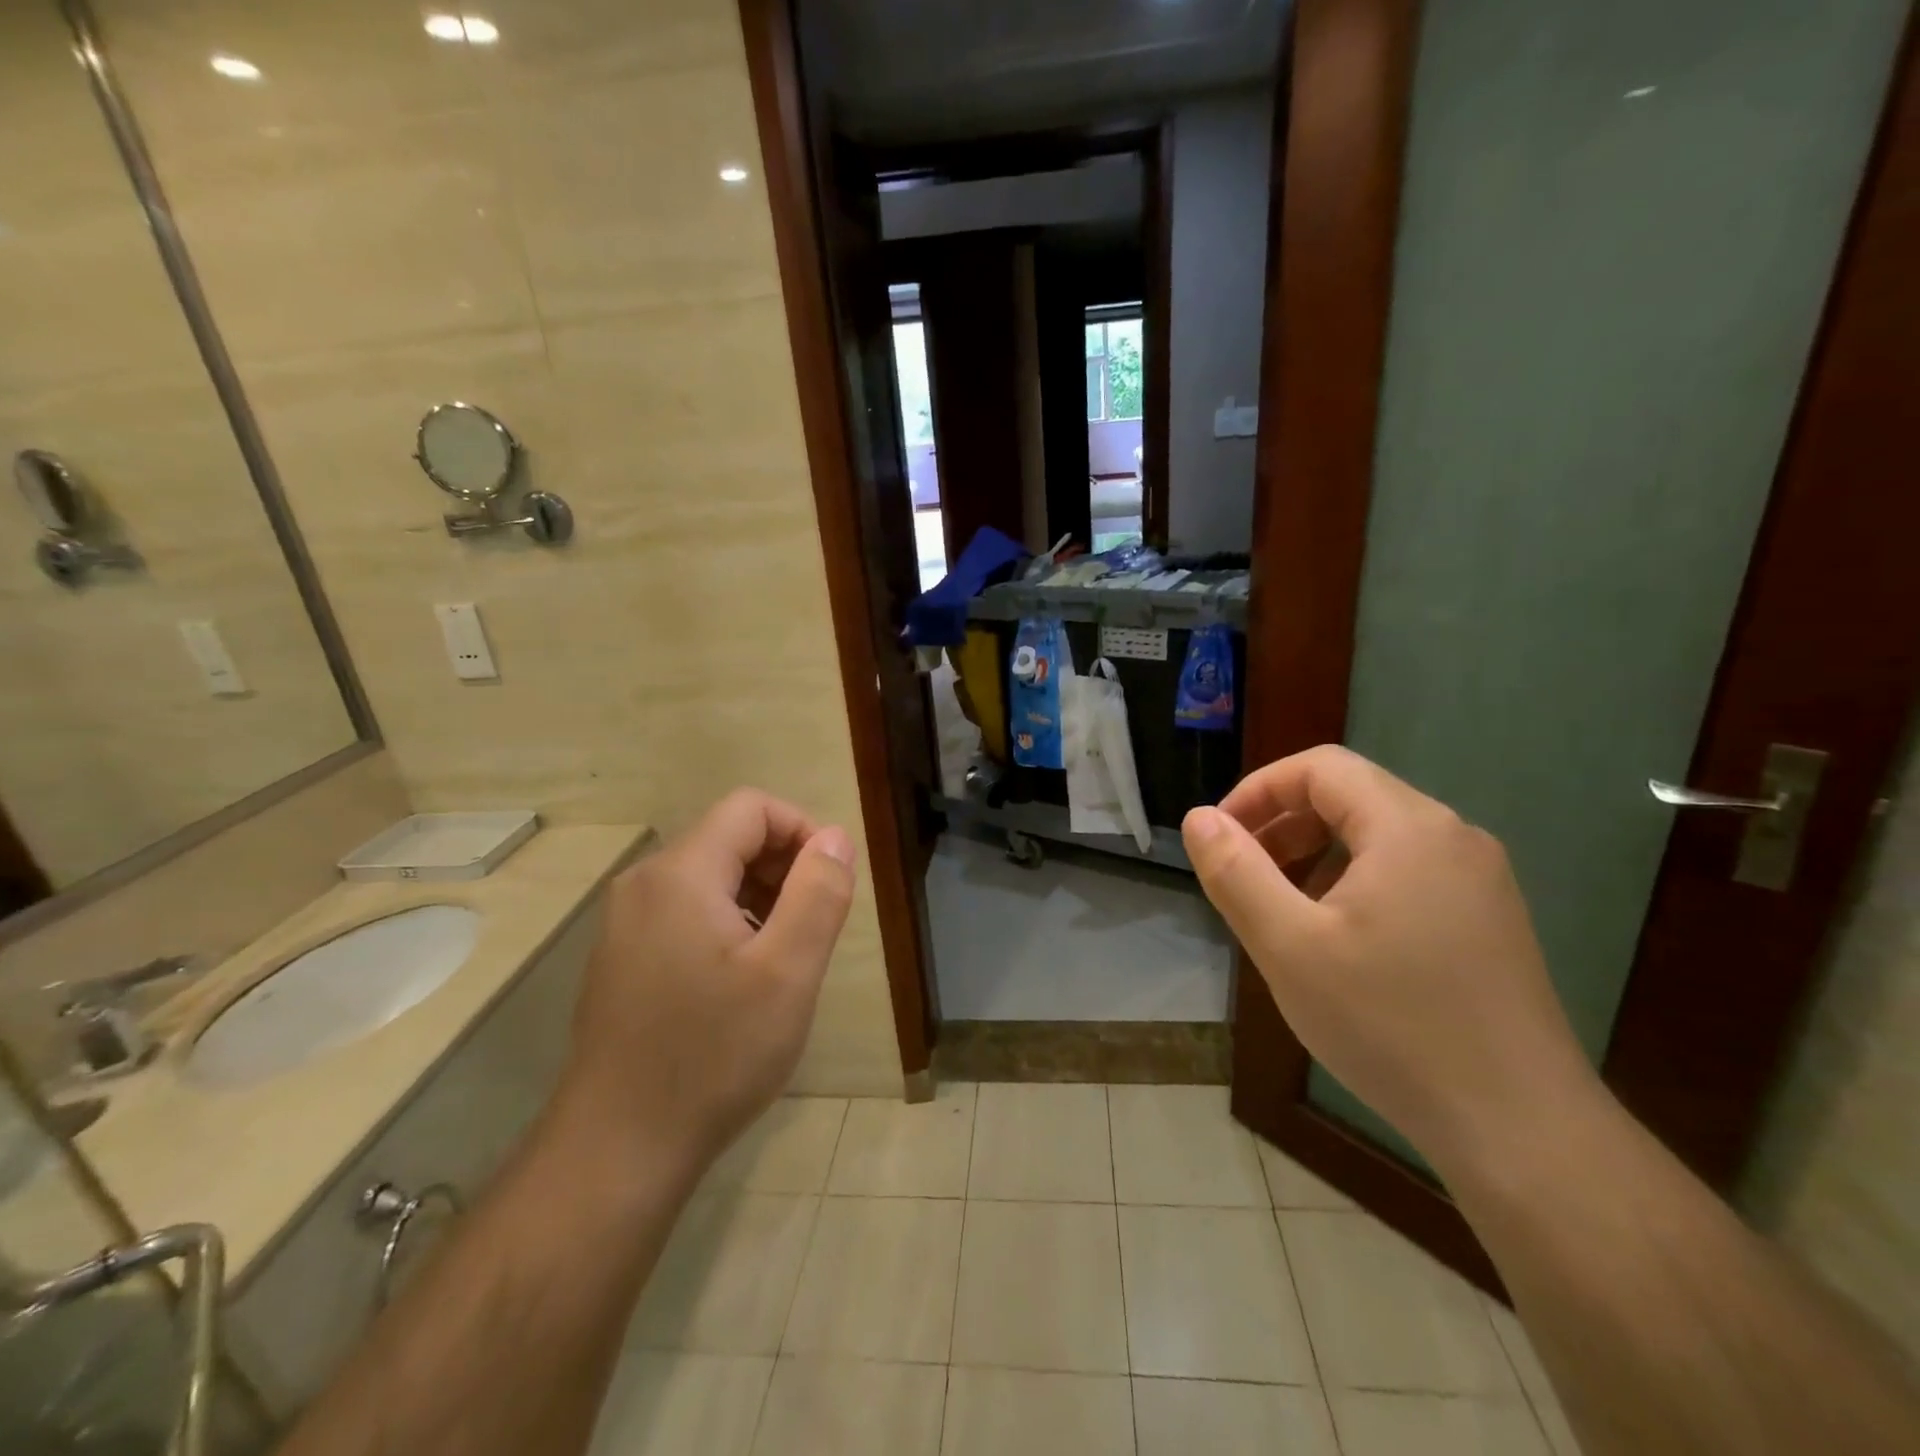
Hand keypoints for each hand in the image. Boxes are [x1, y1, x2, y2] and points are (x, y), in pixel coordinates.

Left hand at [552, 789, 856, 1181]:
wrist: (616, 1151)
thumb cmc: (712, 1057)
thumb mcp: (787, 973)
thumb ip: (818, 893)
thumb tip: (834, 838)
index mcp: (680, 874)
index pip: (752, 808)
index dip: (802, 830)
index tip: (831, 883)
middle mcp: (645, 884)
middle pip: (729, 838)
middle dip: (783, 868)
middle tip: (813, 929)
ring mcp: (627, 922)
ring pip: (711, 876)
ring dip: (760, 898)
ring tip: (783, 960)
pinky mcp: (625, 956)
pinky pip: (688, 911)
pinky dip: (729, 923)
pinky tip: (743, 982)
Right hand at [1184, 746, 1599, 1178]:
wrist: (1521, 1131)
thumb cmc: (1390, 1025)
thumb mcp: (1288, 946)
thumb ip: (1235, 873)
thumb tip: (1200, 819)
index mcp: (1408, 828)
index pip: (1320, 768)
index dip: (1258, 790)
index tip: (1220, 838)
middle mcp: (1452, 837)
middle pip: (1350, 796)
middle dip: (1283, 824)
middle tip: (1243, 876)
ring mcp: (1479, 881)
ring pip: (1377, 837)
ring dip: (1315, 855)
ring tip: (1282, 912)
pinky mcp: (1488, 920)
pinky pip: (1406, 873)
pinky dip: (1354, 883)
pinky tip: (1338, 943)